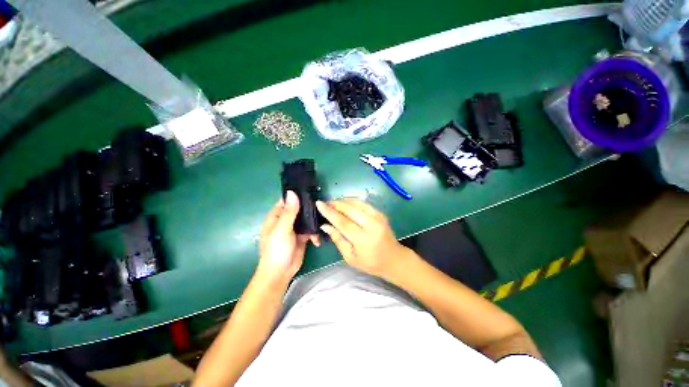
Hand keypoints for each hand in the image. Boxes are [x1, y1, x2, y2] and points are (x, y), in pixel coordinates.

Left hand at [257, 191, 319, 285]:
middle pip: (299, 209)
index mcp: (276, 216)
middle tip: (321, 208)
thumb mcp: (282, 229)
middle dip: (309, 209)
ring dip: (313, 223)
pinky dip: (314, 234)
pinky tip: (316, 240)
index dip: (296, 195)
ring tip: (320, 226)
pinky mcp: (302, 237)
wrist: (281, 273)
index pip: (286, 201)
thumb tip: (292, 192)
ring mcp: (294, 229)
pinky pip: (310, 230)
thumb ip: (289, 212)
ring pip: (306, 220)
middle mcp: (285, 221)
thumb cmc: (277, 249)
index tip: (310, 191)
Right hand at [316, 199, 408, 278]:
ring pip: (357, 203)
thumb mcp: (350, 257)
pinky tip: (345, 203)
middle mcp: (371, 225)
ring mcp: (378, 217)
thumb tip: (325, 225)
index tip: (319, 204)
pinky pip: (364, 203)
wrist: (394, 259)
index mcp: (363, 239)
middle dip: (335, 204)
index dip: (329, 212)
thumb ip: (338, 240)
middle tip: (325, 203)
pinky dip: (352, 201)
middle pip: (349, 209)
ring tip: (333, 203)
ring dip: (343, 201)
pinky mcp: (381, 213)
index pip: (342, 222)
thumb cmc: (370, 262)